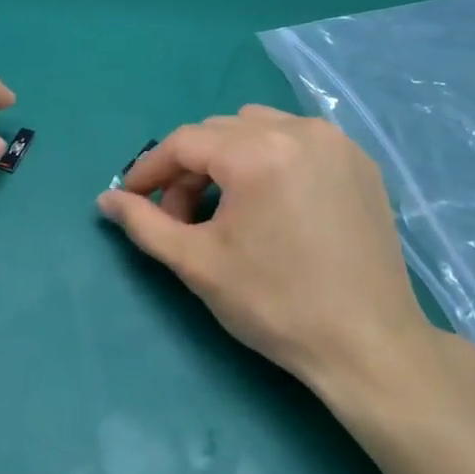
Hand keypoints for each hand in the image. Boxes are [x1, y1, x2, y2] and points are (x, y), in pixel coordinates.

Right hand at [97, 106, 441, 396]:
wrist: (369, 345)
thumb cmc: (276, 305)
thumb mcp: (198, 265)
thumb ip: (145, 224)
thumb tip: (105, 199)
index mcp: (258, 153)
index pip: (185, 142)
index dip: (150, 169)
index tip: (132, 198)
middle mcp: (300, 131)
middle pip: (221, 131)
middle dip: (190, 168)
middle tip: (180, 216)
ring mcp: (337, 142)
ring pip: (260, 128)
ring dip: (230, 157)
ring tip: (227, 207)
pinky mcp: (361, 161)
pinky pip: (299, 140)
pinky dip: (272, 158)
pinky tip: (272, 202)